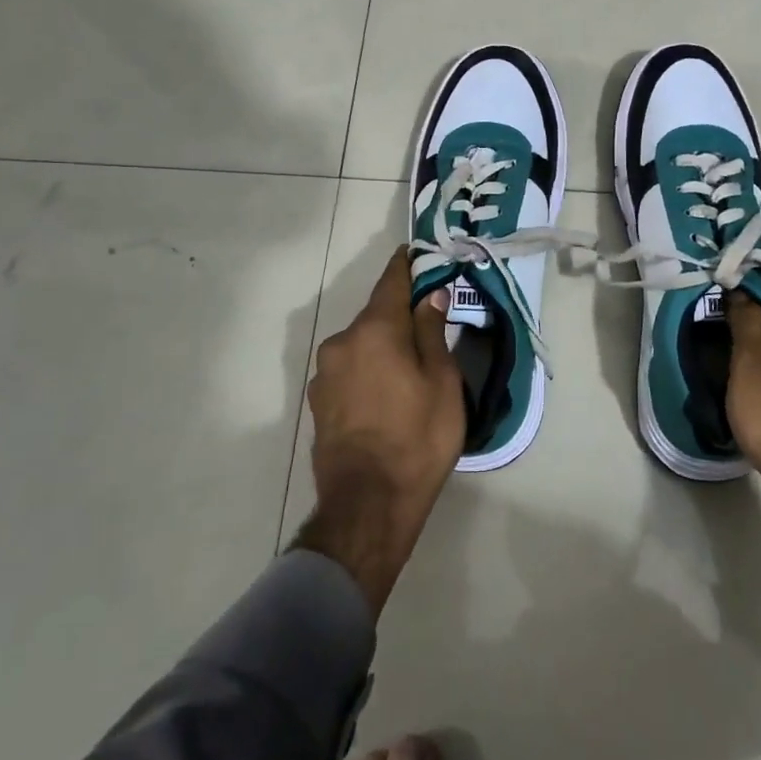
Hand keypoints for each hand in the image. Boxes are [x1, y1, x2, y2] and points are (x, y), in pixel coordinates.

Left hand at [295, 249, 464, 615]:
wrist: (368, 505)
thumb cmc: (417, 439)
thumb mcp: (442, 382)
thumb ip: (432, 331)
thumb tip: (430, 295)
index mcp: (374, 331)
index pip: (391, 281)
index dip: (407, 265)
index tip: (419, 254)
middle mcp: (341, 343)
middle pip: (375, 315)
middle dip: (400, 314)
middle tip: (430, 322)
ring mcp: (324, 374)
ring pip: (361, 345)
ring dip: (383, 345)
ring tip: (410, 367)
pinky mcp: (318, 402)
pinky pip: (350, 370)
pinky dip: (369, 369)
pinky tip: (387, 393)